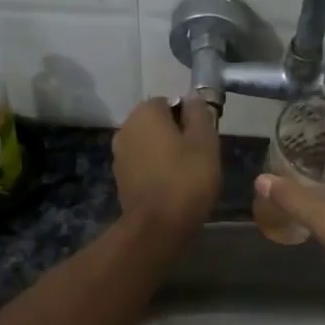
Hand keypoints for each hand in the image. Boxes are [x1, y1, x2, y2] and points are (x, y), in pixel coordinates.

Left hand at [113, 96, 221, 242]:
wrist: (158, 226)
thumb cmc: (186, 178)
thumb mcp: (205, 141)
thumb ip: (199, 113)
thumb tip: (193, 98)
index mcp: (145, 113)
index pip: (169, 101)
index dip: (189, 117)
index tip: (203, 137)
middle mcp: (126, 128)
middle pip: (157, 123)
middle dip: (176, 134)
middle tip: (199, 156)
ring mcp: (119, 155)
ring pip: (149, 145)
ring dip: (165, 153)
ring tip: (187, 174)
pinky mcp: (120, 179)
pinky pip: (143, 165)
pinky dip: (156, 170)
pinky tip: (171, 187)